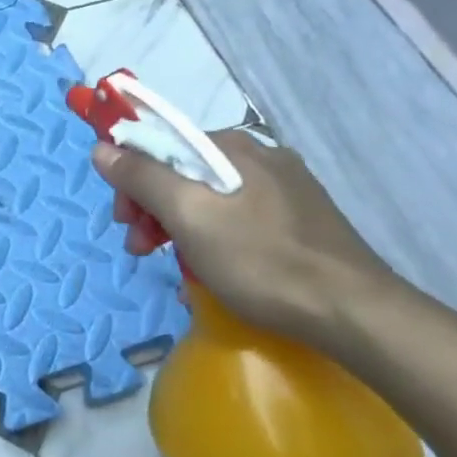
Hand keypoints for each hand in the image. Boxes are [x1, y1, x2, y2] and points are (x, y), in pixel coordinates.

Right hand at [92, 131, 395, 348]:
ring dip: (178, 225)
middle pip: (183, 170)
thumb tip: (102, 147)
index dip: (130, 178)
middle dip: (153, 206)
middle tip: (142, 248)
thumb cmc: (261, 260)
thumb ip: (142, 177)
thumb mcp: (188, 216)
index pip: (160, 143)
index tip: (125, 219)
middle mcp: (259, 156)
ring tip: (174, 265)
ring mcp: (284, 188)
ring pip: (208, 196)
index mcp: (232, 147)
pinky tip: (212, 267)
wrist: (354, 313)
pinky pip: (236, 216)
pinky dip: (211, 236)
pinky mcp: (299, 218)